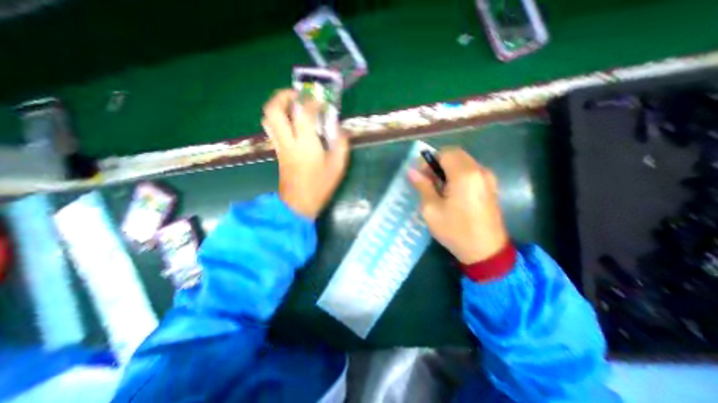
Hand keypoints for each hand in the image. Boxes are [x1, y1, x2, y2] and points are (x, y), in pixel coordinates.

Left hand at [261, 89, 351, 220]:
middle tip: (298, 94)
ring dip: (279, 105)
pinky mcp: (278, 151)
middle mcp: (288, 141)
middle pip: (274, 109)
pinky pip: (273, 128)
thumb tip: (341, 129)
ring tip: (294, 105)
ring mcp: (280, 146)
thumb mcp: (338, 166)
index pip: (304, 113)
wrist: (299, 204)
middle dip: (284, 95)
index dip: (313, 102)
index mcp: (305, 143)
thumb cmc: (320, 186)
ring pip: (269, 118)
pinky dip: (280, 118)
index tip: (323, 102)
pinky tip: (294, 123)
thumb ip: (341, 144)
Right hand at [409, 148, 510, 263]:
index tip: (421, 175)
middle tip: (428, 181)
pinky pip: (471, 171)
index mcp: (464, 174)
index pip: (445, 153)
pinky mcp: (491, 186)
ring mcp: (488, 178)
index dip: (429, 160)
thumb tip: (411, 171)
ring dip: (448, 169)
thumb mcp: (431, 209)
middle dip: (438, 163)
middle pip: (455, 154)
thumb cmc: (455, 230)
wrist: (486, 251)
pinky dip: (458, 174)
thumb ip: (422, 186)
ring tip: (438, 188)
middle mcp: (479, 170)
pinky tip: (452, 192)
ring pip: (463, 162)